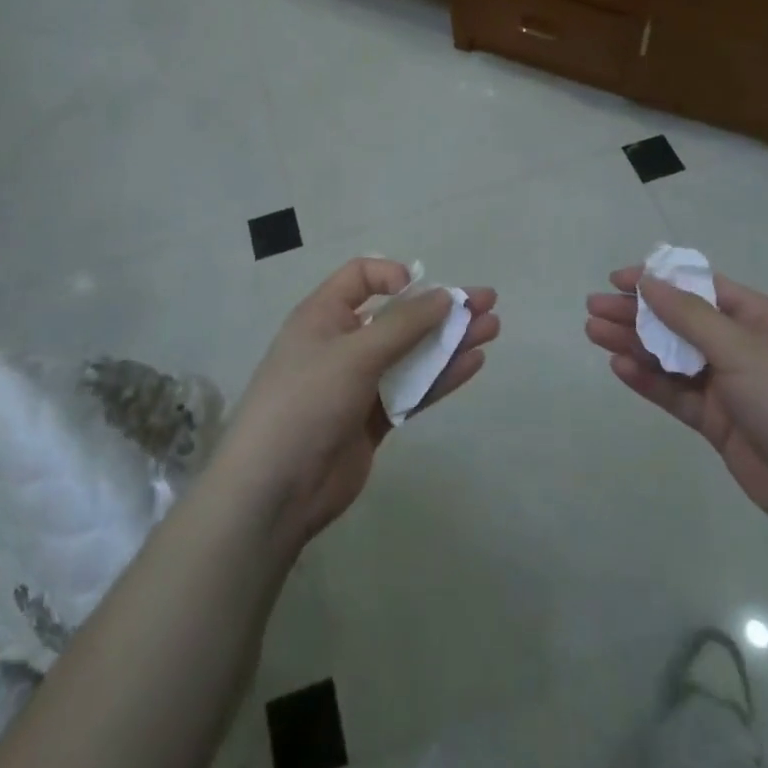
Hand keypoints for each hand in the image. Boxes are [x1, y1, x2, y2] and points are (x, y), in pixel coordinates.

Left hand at [217, 259, 498, 547]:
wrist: (274, 491)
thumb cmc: (306, 402)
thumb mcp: (353, 354)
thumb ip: (403, 325)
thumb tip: (445, 295)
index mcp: (324, 316)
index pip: (361, 278)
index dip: (394, 276)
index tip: (424, 291)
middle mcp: (342, 343)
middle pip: (398, 316)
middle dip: (440, 308)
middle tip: (486, 303)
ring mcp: (359, 383)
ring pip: (411, 353)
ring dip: (449, 341)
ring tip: (492, 329)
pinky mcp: (373, 419)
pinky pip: (412, 389)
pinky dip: (440, 376)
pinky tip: (473, 363)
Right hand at [585, 267, 767, 547]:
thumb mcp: (742, 348)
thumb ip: (689, 315)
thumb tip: (649, 280)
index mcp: (758, 318)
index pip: (699, 288)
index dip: (657, 281)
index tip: (617, 280)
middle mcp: (741, 346)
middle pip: (679, 321)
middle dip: (636, 314)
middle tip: (592, 309)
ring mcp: (729, 386)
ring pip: (672, 357)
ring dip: (634, 344)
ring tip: (593, 334)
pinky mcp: (718, 422)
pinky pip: (676, 393)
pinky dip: (648, 380)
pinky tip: (620, 369)